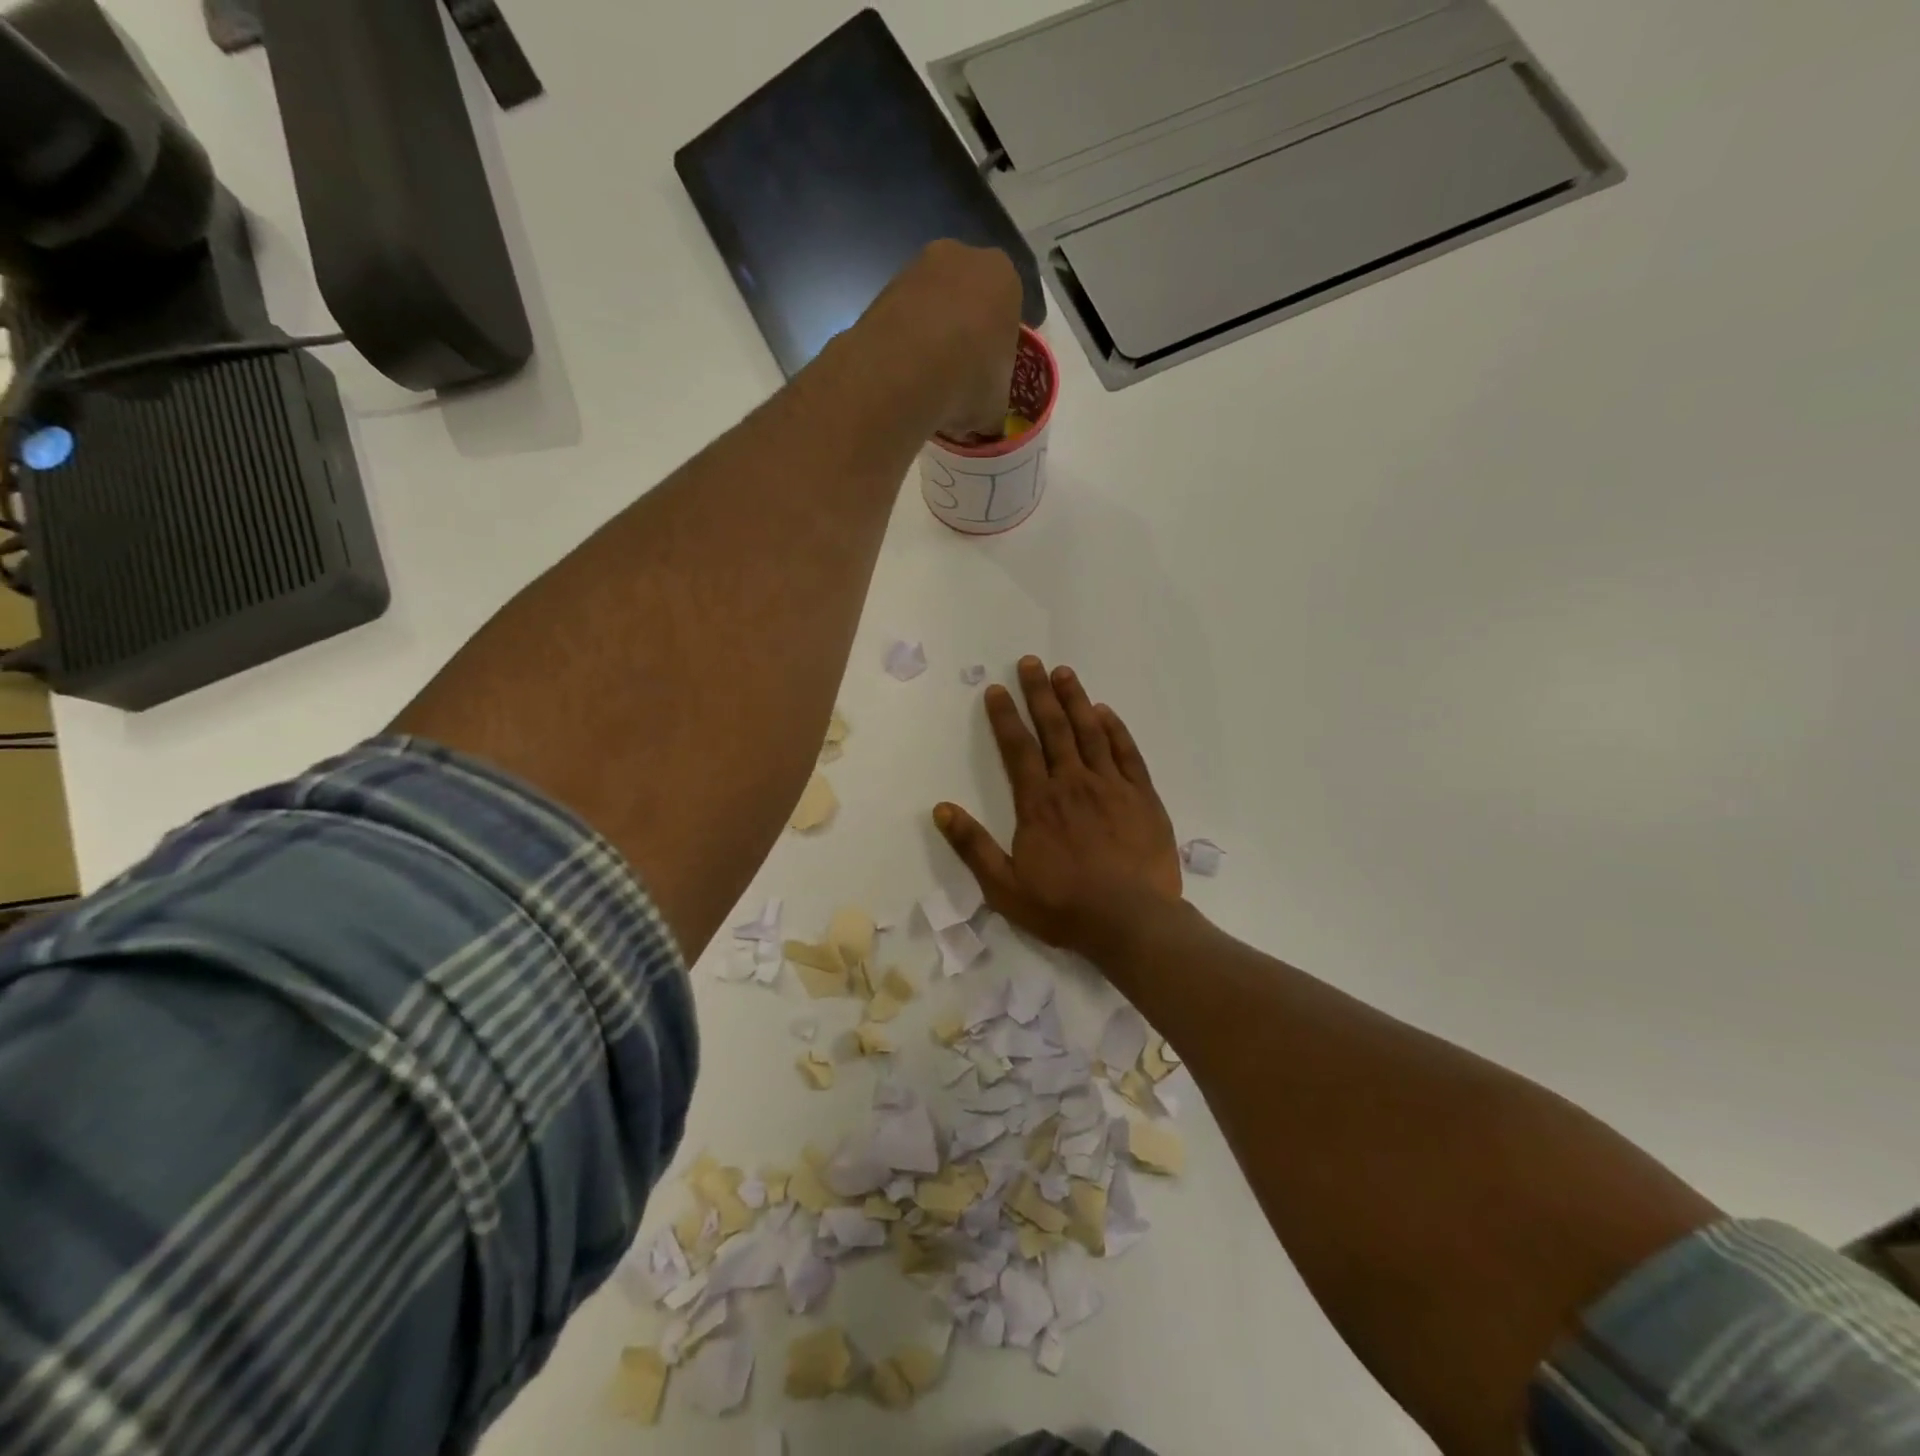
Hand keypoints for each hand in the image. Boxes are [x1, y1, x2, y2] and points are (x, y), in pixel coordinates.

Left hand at [867, 241, 1022, 439]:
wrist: (902, 372)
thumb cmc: (967, 381)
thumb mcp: (996, 404)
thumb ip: (994, 400)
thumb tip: (985, 417)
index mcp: (1003, 278)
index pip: (1010, 311)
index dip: (1000, 346)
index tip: (991, 374)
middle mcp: (961, 257)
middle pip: (969, 299)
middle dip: (965, 332)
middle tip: (960, 376)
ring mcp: (917, 267)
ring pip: (933, 306)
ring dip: (933, 335)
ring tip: (928, 380)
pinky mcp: (882, 288)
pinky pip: (904, 318)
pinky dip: (906, 341)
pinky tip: (904, 374)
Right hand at [934, 657, 1183, 960]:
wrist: (1131, 921)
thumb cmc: (1064, 907)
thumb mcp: (1004, 886)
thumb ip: (972, 846)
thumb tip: (941, 809)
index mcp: (1039, 803)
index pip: (1018, 749)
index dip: (1005, 717)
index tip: (997, 689)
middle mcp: (1073, 784)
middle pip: (1054, 729)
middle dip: (1040, 693)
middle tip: (1031, 662)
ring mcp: (1112, 787)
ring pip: (1091, 733)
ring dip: (1076, 700)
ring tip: (1065, 673)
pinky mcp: (1143, 797)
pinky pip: (1127, 754)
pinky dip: (1115, 729)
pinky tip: (1106, 712)